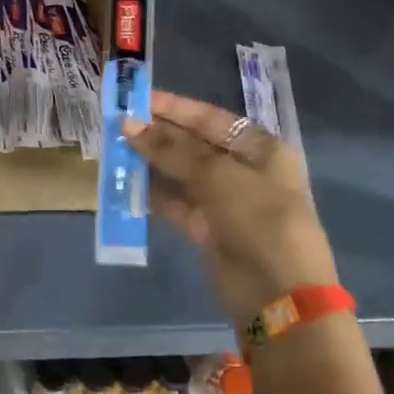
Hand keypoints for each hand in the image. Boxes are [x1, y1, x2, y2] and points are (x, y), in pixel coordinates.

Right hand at [122, 90, 336, 324]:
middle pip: (194, 144)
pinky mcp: (208, 228)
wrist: (279, 294)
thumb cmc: (258, 219)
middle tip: (117, 124)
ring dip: (151, 163)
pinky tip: (126, 183)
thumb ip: (171, 149)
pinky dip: (153, 194)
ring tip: (115, 150)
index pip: (210, 118)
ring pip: (181, 174)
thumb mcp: (217, 175)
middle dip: (157, 134)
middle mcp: (243, 170)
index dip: (174, 108)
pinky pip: (176, 203)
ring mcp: (225, 201)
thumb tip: (129, 125)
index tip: (137, 98)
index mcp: (260, 149)